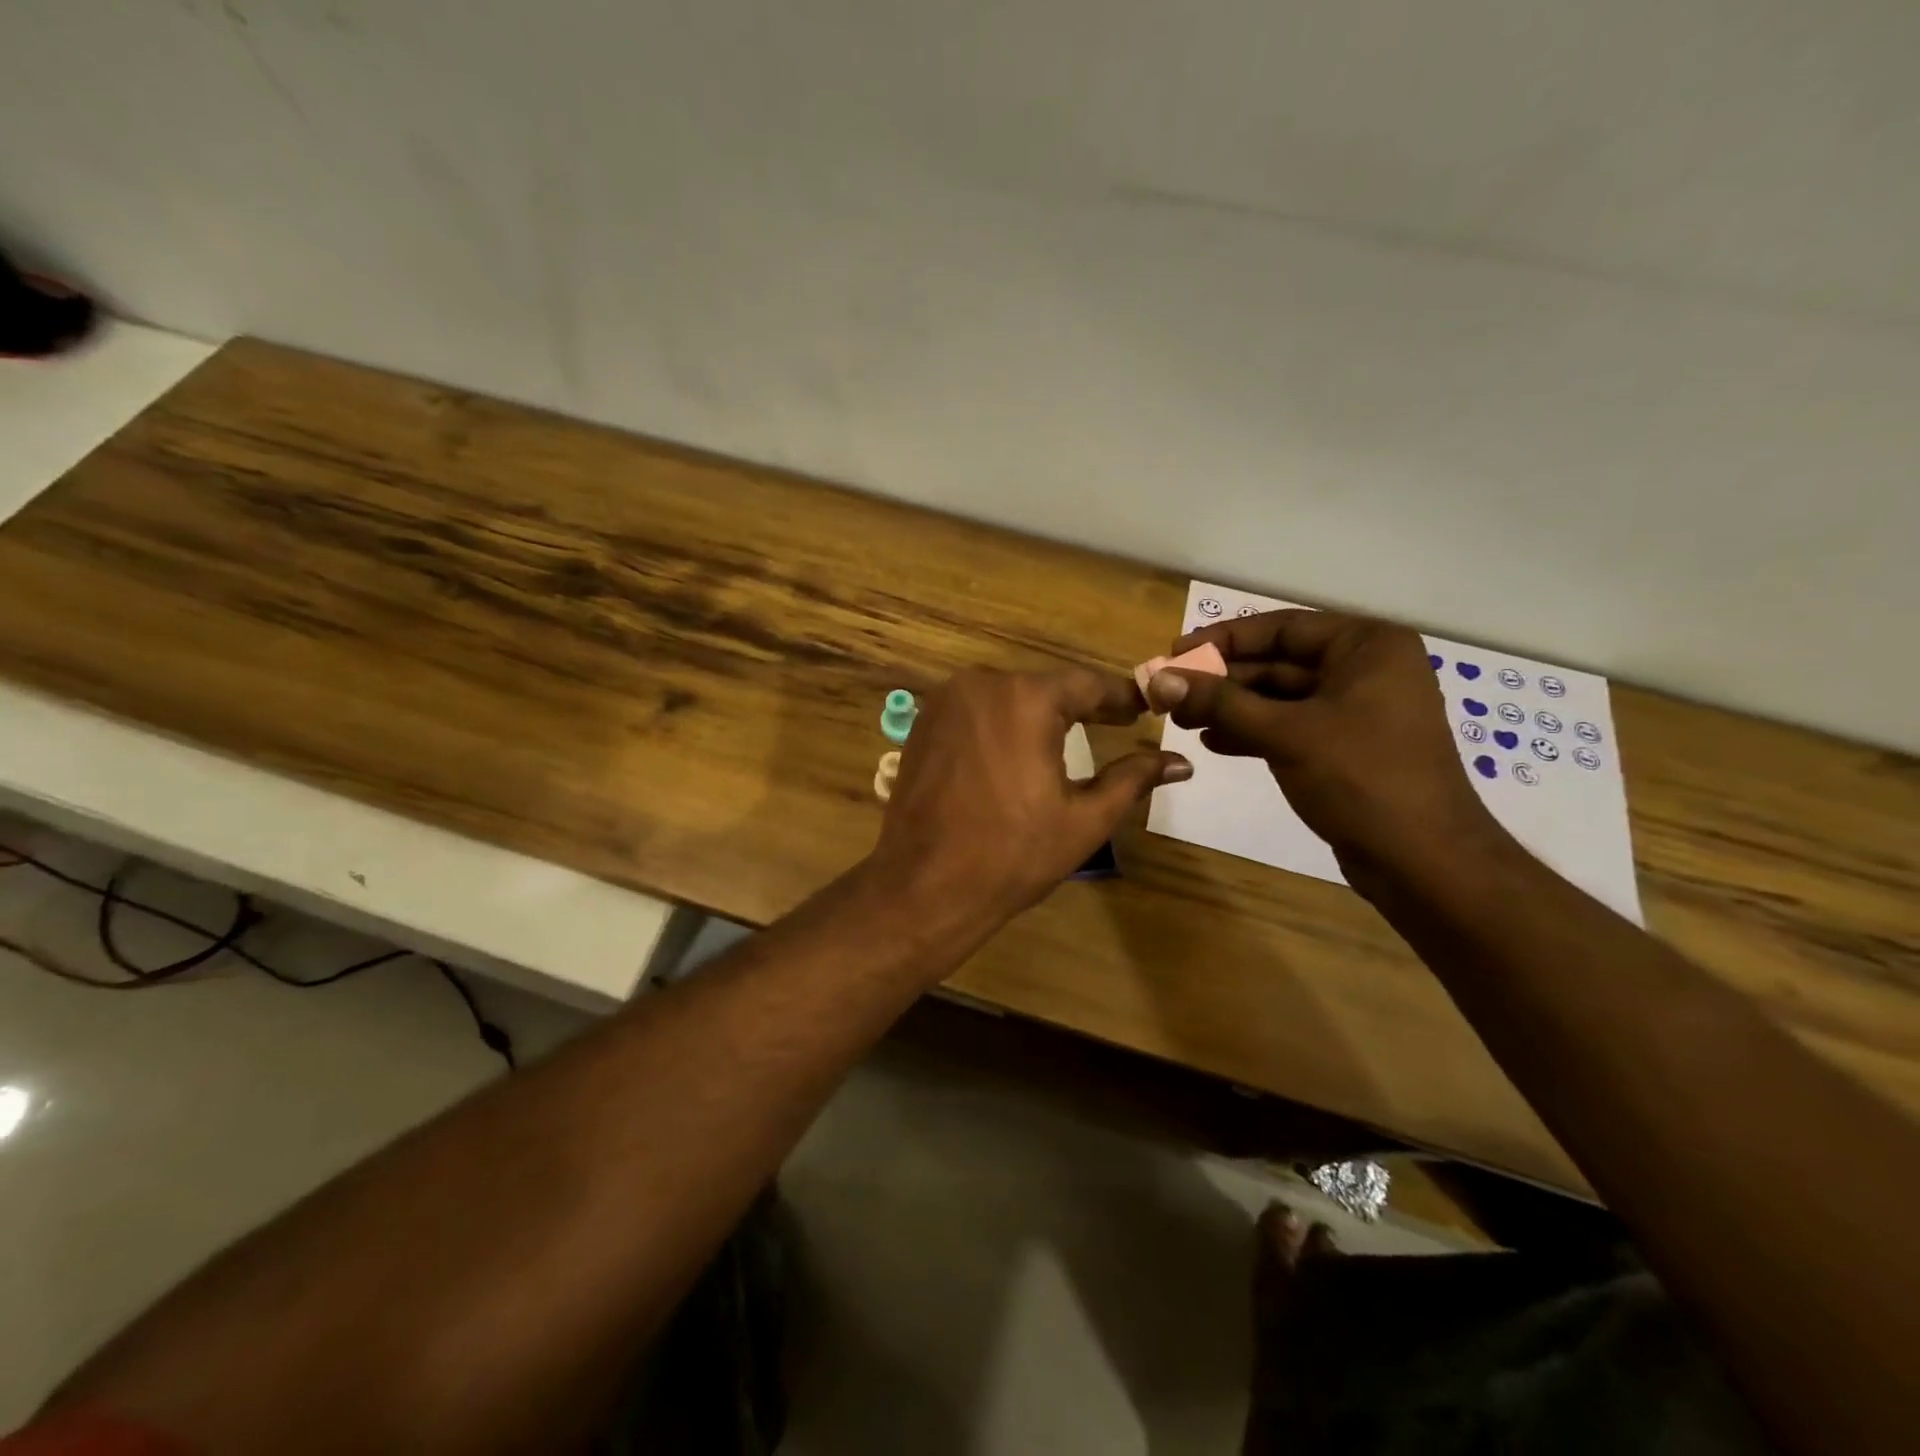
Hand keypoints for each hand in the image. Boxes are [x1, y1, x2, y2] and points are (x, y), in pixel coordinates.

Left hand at [870, 667, 1191, 927]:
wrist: (924, 884)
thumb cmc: (1012, 854)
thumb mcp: (1084, 818)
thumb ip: (1133, 779)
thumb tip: (1181, 762)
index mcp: (1027, 698)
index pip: (1088, 685)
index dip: (1121, 697)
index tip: (1146, 708)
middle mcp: (982, 684)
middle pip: (1045, 687)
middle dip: (1080, 705)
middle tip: (1115, 723)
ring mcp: (945, 701)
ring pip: (1007, 696)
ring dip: (1038, 714)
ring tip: (1069, 737)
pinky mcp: (924, 723)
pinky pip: (975, 711)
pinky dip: (1001, 724)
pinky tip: (1015, 749)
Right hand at [1145, 609, 1506, 887]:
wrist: (1422, 860)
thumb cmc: (1361, 778)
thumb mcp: (1285, 733)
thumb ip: (1220, 702)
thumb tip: (1160, 680)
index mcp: (1367, 646)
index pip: (1282, 628)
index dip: (1223, 640)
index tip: (1174, 653)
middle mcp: (1365, 669)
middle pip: (1278, 663)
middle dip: (1223, 680)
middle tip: (1170, 693)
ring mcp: (1356, 710)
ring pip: (1280, 698)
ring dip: (1231, 708)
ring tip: (1182, 721)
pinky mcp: (1345, 747)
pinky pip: (1290, 726)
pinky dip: (1252, 732)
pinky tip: (1213, 742)